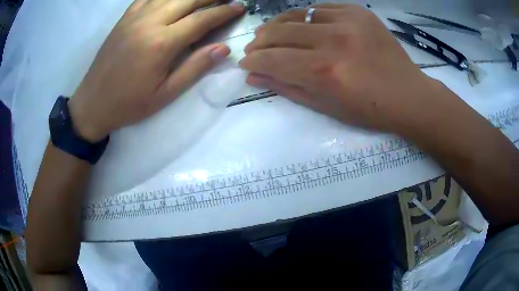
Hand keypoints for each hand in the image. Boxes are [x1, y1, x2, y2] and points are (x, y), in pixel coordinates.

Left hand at [69, 0, 244, 141]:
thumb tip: (223, 48)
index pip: (201, 19)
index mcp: (162, 43)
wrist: (93, 103)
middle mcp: (150, 22)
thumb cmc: (129, 104)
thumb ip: (195, 68)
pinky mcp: (124, 18)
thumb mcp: (165, 94)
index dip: (223, 12)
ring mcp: (135, 17)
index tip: (239, 7)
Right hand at [240, 4, 442, 134]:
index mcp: (324, 72)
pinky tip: (303, 27)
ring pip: (295, 15)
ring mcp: (348, 21)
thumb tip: (254, 76)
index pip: (272, 60)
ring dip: (276, 25)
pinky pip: (320, 9)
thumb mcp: (326, 107)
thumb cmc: (370, 110)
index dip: (253, 62)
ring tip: (270, 35)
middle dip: (259, 43)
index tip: (246, 64)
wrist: (408, 95)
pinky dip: (306, 18)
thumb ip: (287, 88)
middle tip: (255, 50)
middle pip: (278, 32)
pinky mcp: (358, 12)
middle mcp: (333, 41)